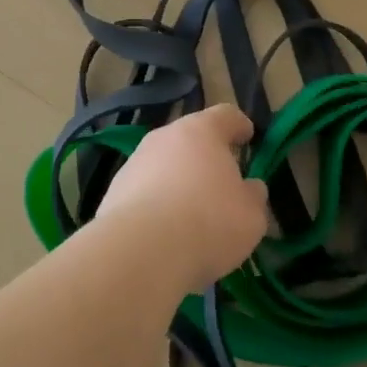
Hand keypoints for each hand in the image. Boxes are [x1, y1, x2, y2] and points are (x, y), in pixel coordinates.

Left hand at [96, 105, 269, 291]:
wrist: (140, 252)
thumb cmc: (208, 222)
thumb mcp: (251, 215)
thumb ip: (253, 196)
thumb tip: (249, 188)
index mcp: (202, 131)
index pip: (226, 115)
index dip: (239, 125)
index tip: (248, 136)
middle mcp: (164, 138)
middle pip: (190, 139)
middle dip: (206, 157)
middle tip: (221, 181)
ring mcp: (134, 163)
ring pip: (164, 166)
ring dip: (178, 181)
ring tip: (191, 215)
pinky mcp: (113, 193)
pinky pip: (144, 193)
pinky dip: (156, 205)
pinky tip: (165, 234)